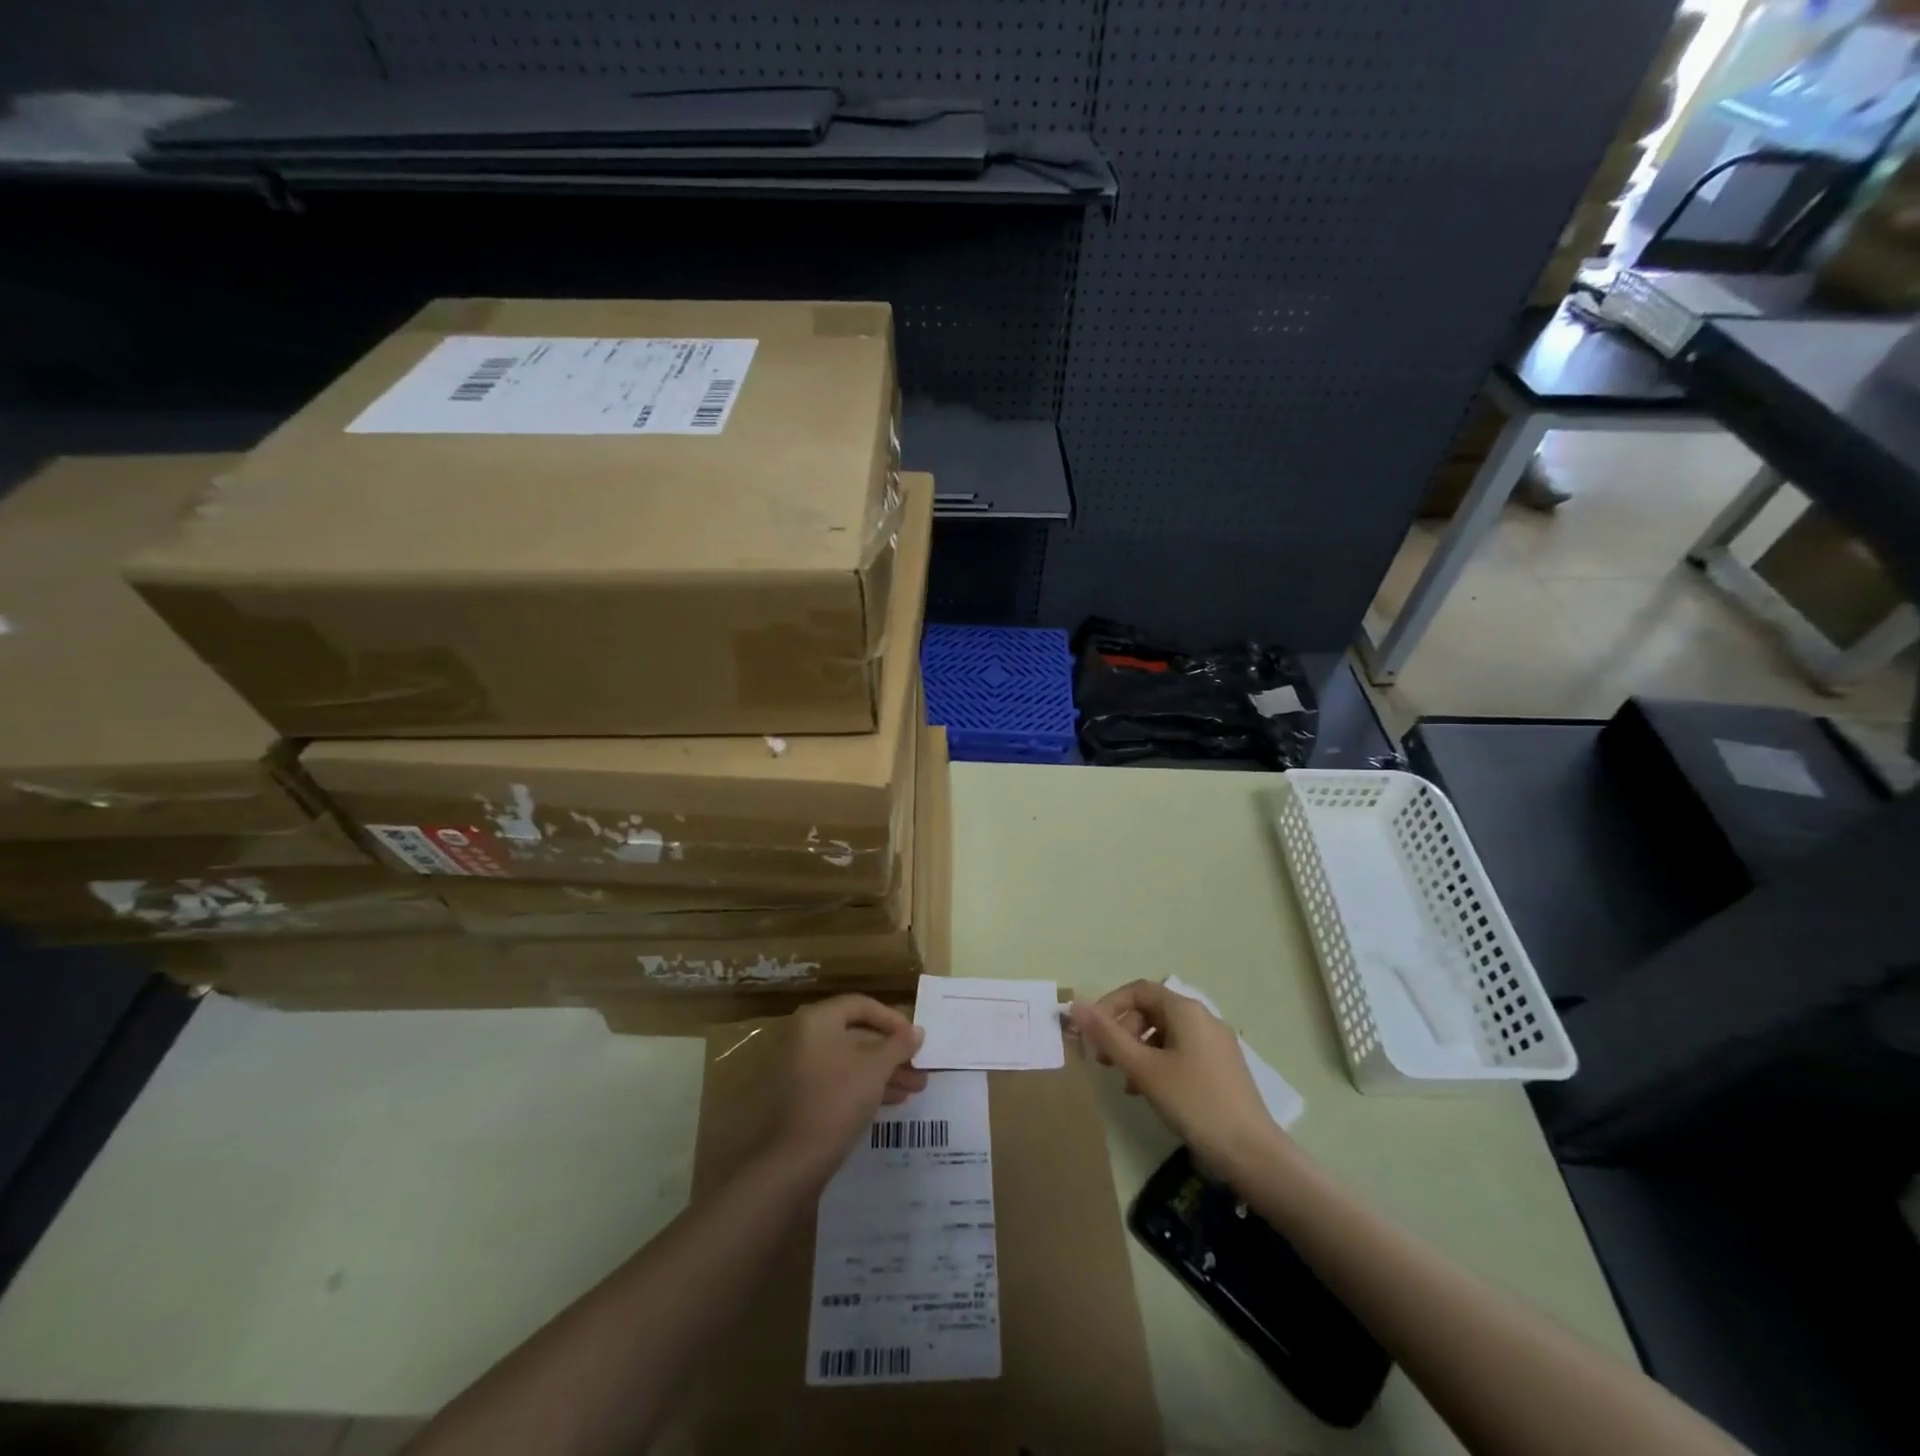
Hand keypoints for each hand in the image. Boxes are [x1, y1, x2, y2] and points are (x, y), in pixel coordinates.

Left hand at [768, 995, 926, 1179]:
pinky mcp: (802, 1095)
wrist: (793, 1161)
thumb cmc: (837, 1099)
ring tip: (915, 1088)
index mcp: (817, 1020)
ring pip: (851, 1060)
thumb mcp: (876, 1067)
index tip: (916, 1038)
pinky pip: (839, 1079)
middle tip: (920, 1068)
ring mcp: (800, 1067)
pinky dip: (865, 1085)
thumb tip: (917, 1031)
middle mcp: (804, 1036)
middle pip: (857, 1034)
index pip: (861, 1005)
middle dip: (892, 1052)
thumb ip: (899, 1045)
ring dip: (884, 1071)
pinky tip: (893, 1100)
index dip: (892, 1019)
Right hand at [1070, 980, 1284, 1176]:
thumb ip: (1108, 1036)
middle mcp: (1203, 1018)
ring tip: (1125, 1083)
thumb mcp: (1144, 1069)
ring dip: (1138, 1051)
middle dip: (1122, 1031)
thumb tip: (1075, 1006)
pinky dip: (1158, 1063)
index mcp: (1186, 1010)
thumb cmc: (1194, 1103)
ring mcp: (1216, 1043)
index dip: (1109, 1006)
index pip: (1138, 990)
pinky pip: (1181, 1052)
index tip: (1090, 1033)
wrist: (1252, 1154)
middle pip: (1151, 1011)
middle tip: (1104, 1061)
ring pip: (1165, 1034)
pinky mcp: (1222, 1067)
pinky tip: (1150, 1093)